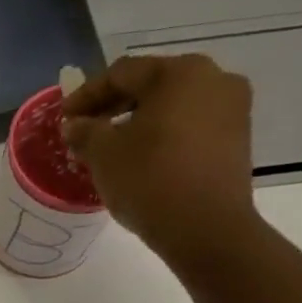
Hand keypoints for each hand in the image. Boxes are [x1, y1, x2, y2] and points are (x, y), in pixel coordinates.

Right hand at [60, 54, 261, 272]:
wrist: (206, 229)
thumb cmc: (150, 181)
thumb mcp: (104, 155)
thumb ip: (85, 131)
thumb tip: (74, 125)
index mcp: (179, 73)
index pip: (121, 73)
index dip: (87, 95)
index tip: (64, 118)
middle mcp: (213, 78)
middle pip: (151, 86)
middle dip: (114, 108)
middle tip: (85, 132)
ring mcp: (232, 109)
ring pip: (173, 107)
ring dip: (139, 123)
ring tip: (111, 150)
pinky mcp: (237, 139)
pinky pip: (190, 127)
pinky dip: (163, 137)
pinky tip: (143, 160)